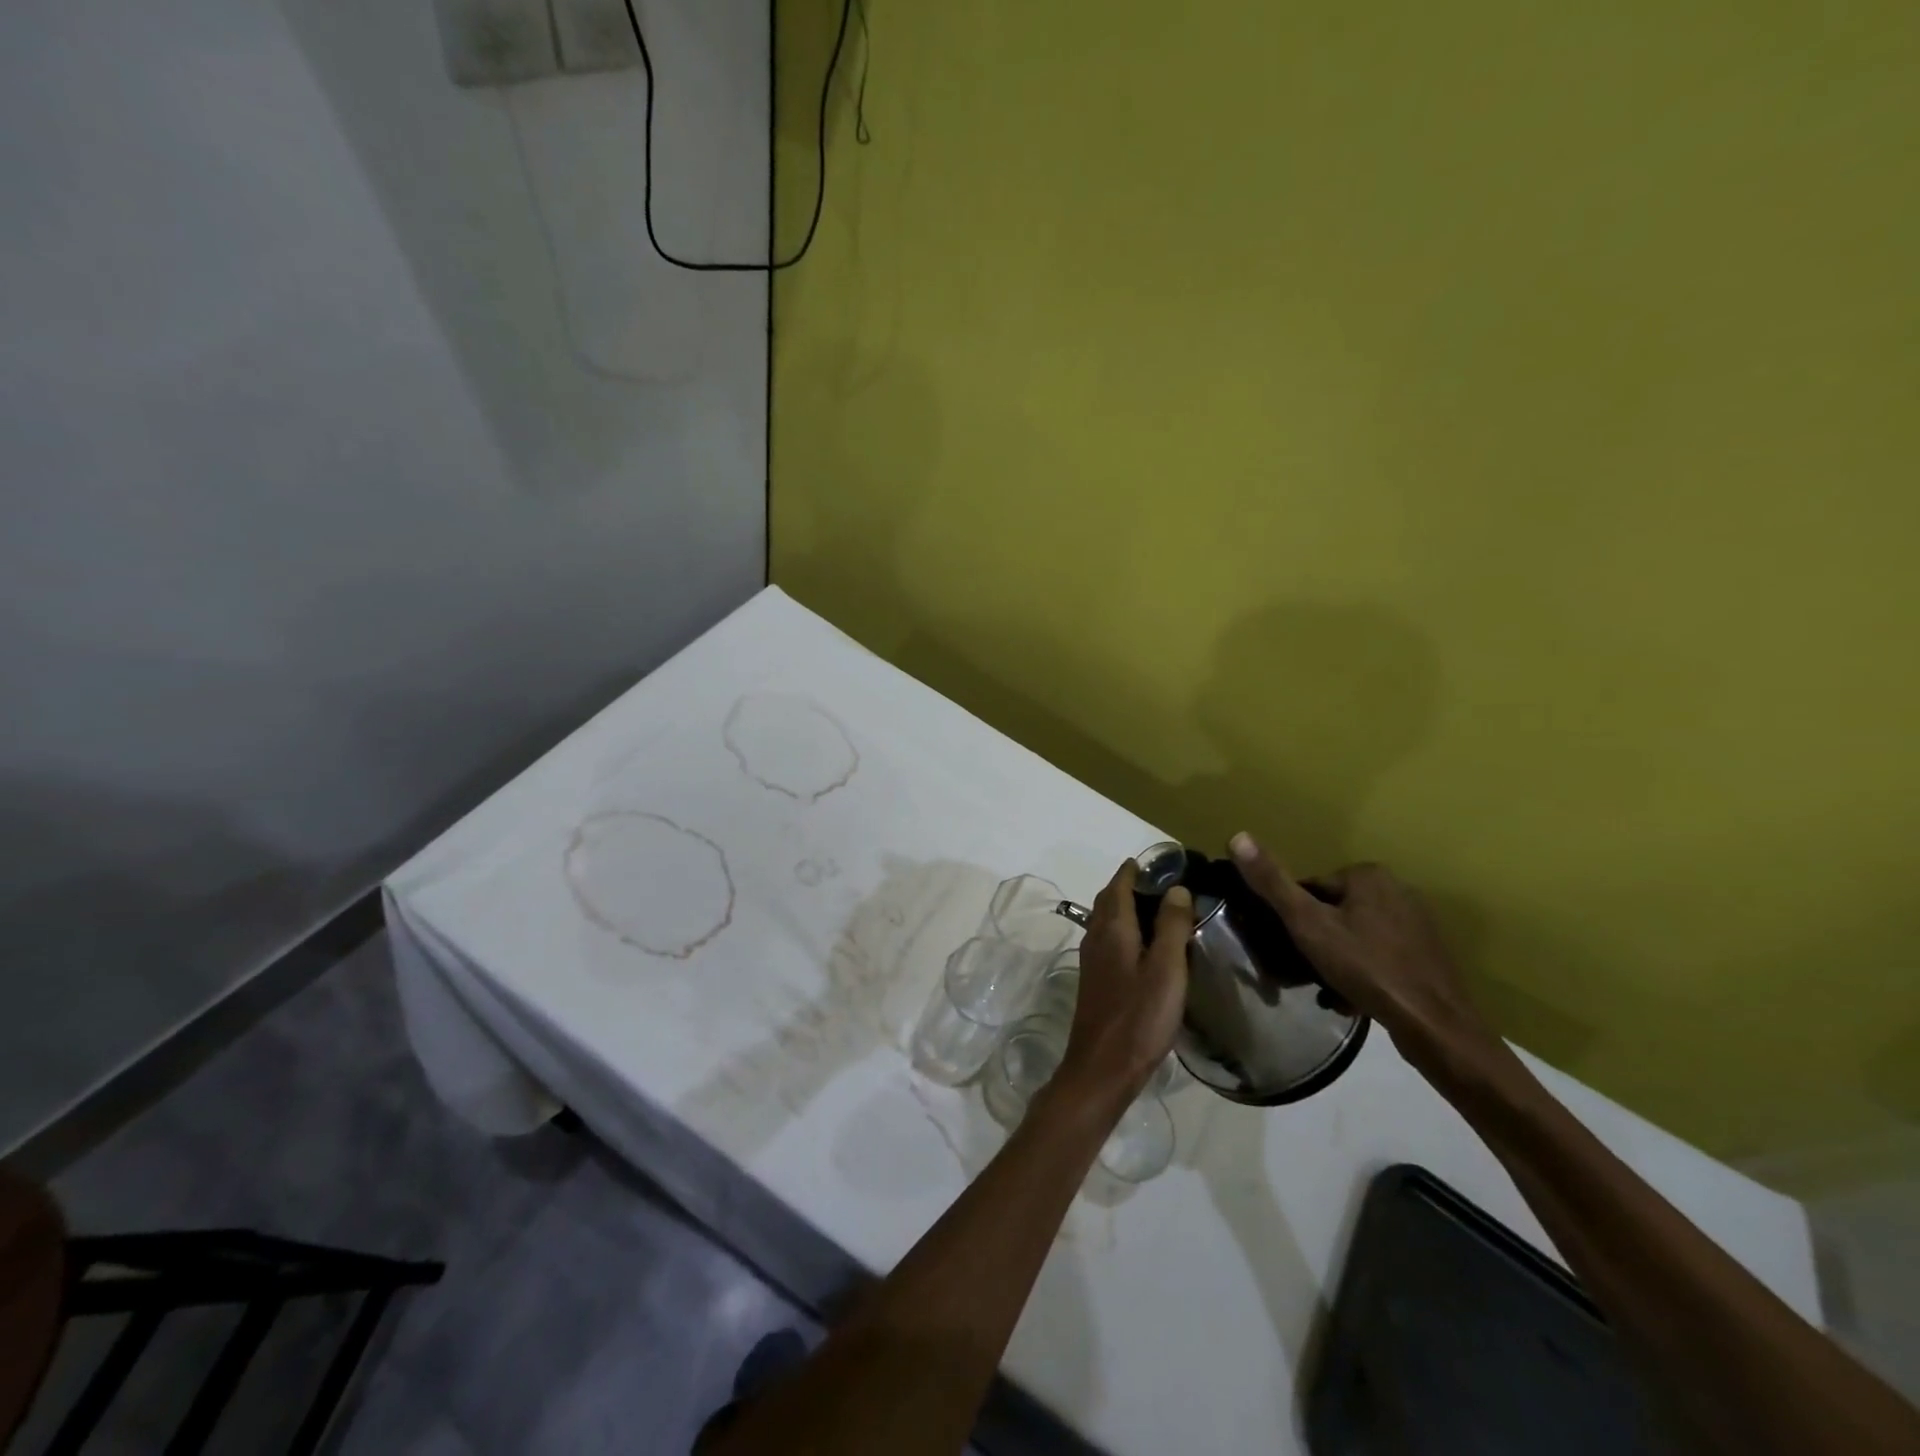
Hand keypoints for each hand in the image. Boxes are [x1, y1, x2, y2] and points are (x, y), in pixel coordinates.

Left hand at [1055, 860, 1191, 1108]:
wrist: (1102, 1068)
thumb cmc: (1139, 1017)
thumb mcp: (1167, 969)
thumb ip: (1171, 926)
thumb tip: (1177, 887)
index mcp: (1113, 929)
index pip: (1119, 885)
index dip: (1133, 870)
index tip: (1155, 861)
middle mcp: (1096, 938)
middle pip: (1108, 900)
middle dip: (1128, 885)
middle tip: (1158, 882)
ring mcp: (1092, 961)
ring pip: (1105, 921)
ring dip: (1123, 907)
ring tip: (1154, 909)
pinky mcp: (1094, 982)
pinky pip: (1107, 941)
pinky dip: (1122, 930)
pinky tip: (1141, 946)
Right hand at [1228, 834, 1492, 1068]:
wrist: (1435, 1025)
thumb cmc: (1366, 967)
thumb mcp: (1307, 924)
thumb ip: (1272, 882)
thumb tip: (1236, 836)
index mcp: (1368, 874)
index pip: (1310, 890)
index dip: (1294, 921)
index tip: (1290, 949)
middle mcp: (1397, 888)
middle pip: (1333, 913)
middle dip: (1317, 942)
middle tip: (1308, 973)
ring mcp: (1417, 922)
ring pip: (1356, 935)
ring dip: (1339, 960)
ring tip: (1332, 991)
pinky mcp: (1429, 953)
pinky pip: (1380, 954)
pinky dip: (1365, 972)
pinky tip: (1358, 998)